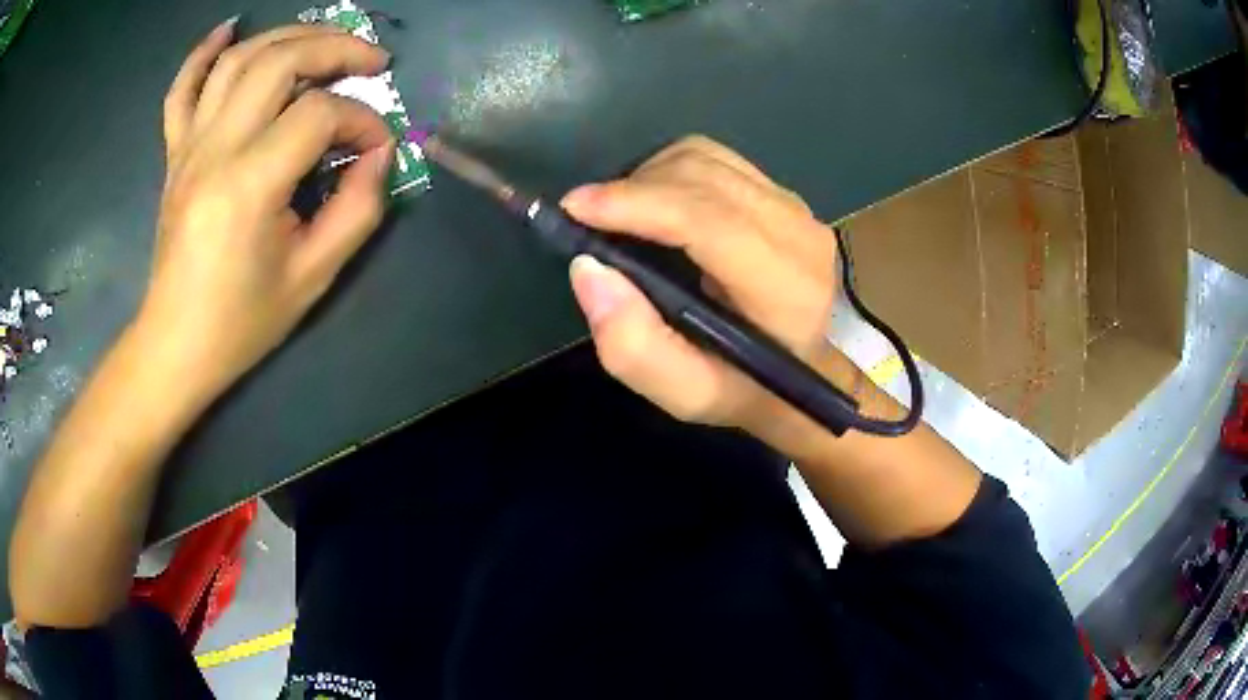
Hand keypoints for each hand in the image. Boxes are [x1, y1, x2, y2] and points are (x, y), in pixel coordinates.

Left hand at [141, 19, 394, 400]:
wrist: (176, 345)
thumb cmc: (241, 322)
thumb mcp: (313, 277)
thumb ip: (358, 209)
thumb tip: (380, 154)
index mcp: (248, 186)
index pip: (318, 116)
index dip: (361, 121)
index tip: (378, 149)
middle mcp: (214, 150)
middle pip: (279, 62)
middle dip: (335, 49)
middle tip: (371, 61)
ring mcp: (188, 147)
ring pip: (237, 60)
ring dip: (287, 36)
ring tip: (323, 40)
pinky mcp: (175, 153)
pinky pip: (182, 89)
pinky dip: (203, 52)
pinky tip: (230, 29)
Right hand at [563, 136, 837, 434]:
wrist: (803, 369)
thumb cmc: (744, 387)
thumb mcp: (685, 394)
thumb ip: (634, 345)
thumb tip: (588, 267)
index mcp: (784, 288)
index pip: (707, 220)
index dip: (637, 204)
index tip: (576, 207)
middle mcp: (798, 233)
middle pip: (701, 176)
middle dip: (632, 189)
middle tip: (588, 219)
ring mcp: (795, 206)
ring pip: (705, 157)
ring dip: (649, 177)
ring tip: (621, 216)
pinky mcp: (783, 194)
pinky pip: (715, 159)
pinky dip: (671, 173)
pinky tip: (655, 206)